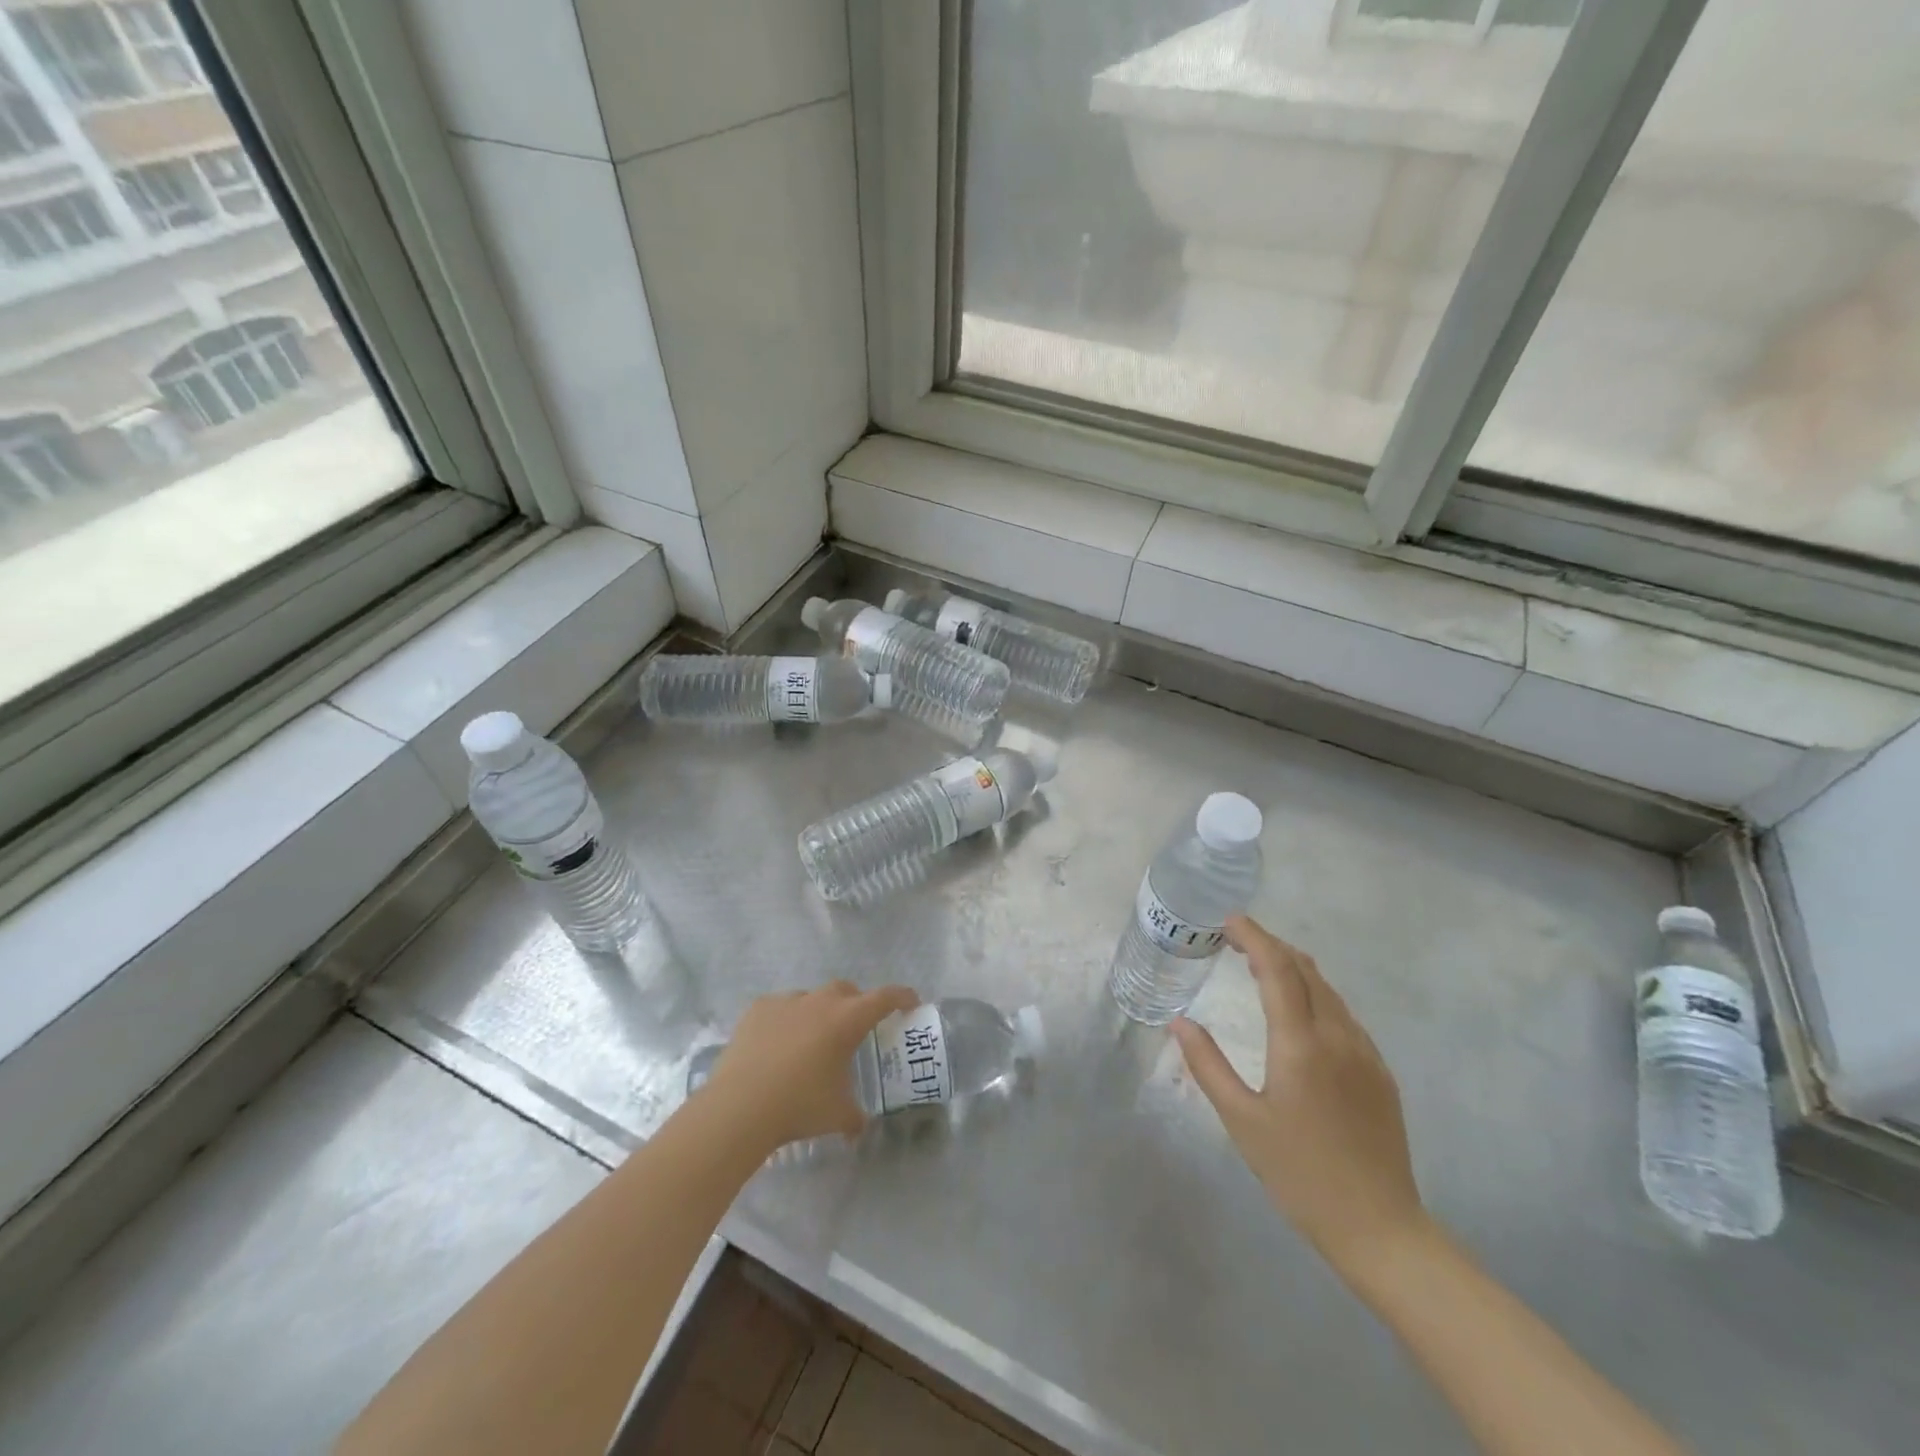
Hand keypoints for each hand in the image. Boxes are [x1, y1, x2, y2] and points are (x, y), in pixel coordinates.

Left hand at [703, 982, 918, 1152]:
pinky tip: (778, 1044)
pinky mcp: (759, 1008)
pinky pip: (781, 1007)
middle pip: (847, 991)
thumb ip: (856, 1117)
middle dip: (856, 1004)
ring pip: (812, 998)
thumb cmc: (799, 1106)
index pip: (885, 997)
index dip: (902, 997)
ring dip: (819, 1012)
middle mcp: (820, 1002)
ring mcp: (787, 1001)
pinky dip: (787, 1020)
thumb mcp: (838, 1115)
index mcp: (848, 1020)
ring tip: (811, 1041)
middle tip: (855, 1029)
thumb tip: (860, 1126)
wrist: (740, 1106)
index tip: (910, 1003)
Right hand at [1173, 917, 1425, 1273]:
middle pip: (1306, 969)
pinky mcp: (1380, 1072)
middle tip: (1235, 939)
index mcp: (1301, 1044)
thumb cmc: (1300, 1173)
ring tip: (1260, 965)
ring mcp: (1365, 1053)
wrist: (1380, 1228)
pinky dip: (1315, 993)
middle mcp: (1338, 1036)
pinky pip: (1344, 1014)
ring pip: (1328, 989)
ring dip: (1293, 967)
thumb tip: (1178, 1022)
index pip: (1277, 968)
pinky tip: (1298, 1009)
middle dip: (1270, 944)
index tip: (1228, 921)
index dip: (1253, 936)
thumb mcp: (1241, 1120)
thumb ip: (1207, 1064)